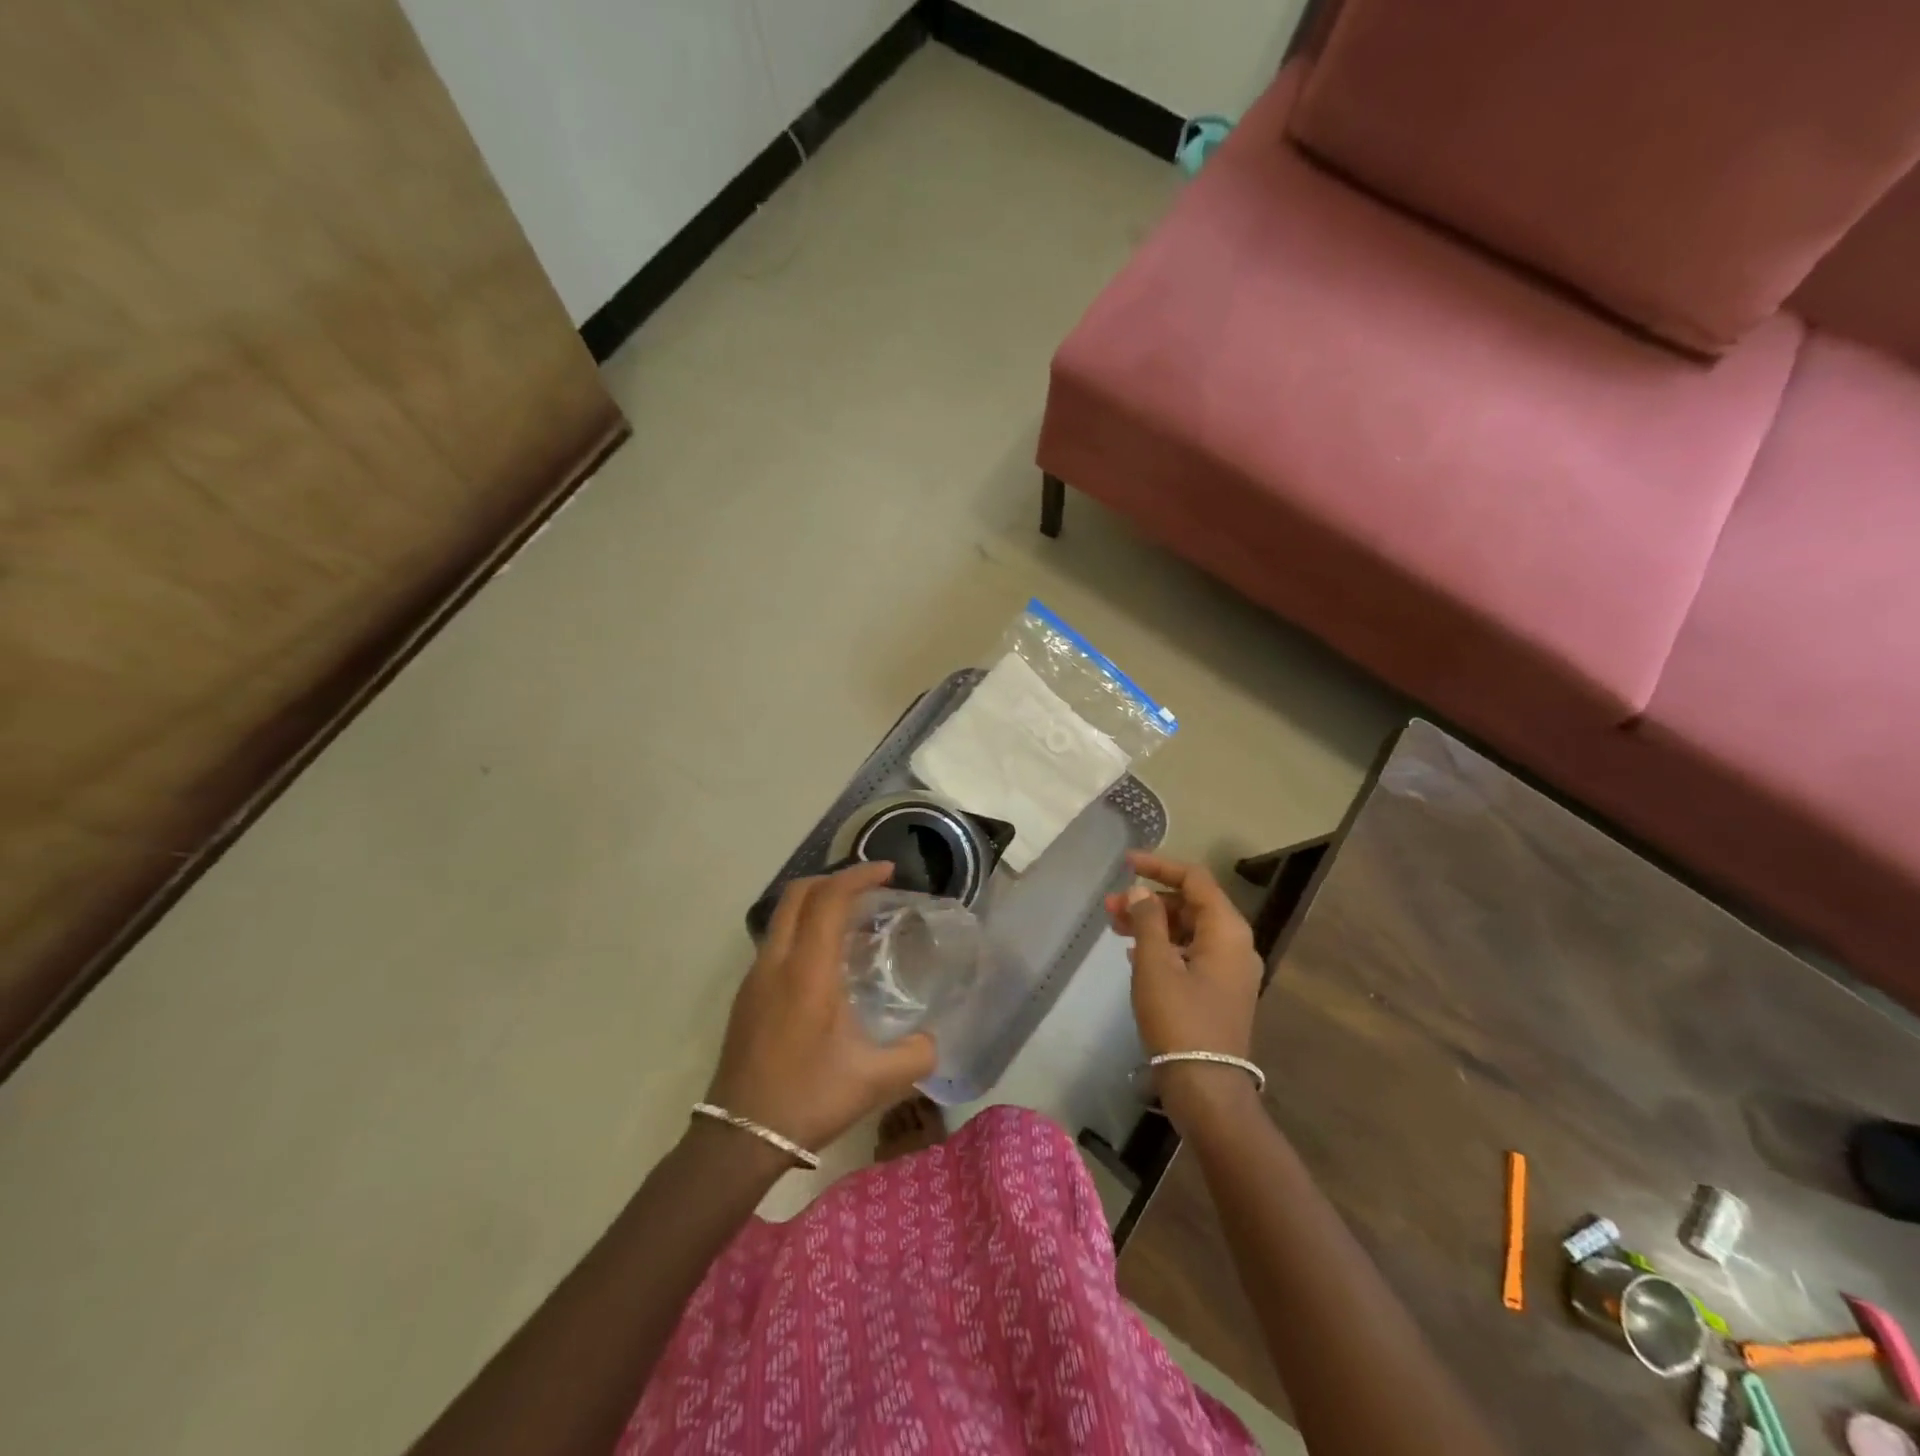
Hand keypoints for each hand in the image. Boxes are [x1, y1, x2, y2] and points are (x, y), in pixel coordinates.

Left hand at [707, 861, 936, 1153]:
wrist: (739, 1138)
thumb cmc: (809, 1099)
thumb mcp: (876, 1081)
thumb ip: (916, 1054)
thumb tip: (932, 1040)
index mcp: (808, 971)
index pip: (829, 899)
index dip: (859, 875)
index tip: (888, 872)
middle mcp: (777, 962)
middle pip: (799, 893)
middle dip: (835, 878)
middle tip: (870, 887)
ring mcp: (755, 977)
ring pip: (783, 915)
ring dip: (816, 903)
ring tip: (853, 920)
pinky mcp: (746, 995)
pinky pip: (776, 940)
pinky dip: (803, 929)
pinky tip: (826, 961)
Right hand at [1105, 851, 1262, 1121]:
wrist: (1206, 1088)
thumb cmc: (1179, 1020)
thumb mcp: (1155, 965)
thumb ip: (1147, 921)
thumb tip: (1141, 892)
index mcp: (1227, 930)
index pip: (1195, 879)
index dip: (1159, 866)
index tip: (1125, 863)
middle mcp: (1235, 944)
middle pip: (1191, 904)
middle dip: (1150, 899)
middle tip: (1110, 906)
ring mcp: (1230, 970)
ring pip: (1189, 929)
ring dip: (1153, 923)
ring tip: (1115, 927)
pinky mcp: (1219, 991)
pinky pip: (1191, 952)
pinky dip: (1163, 945)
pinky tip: (1134, 954)